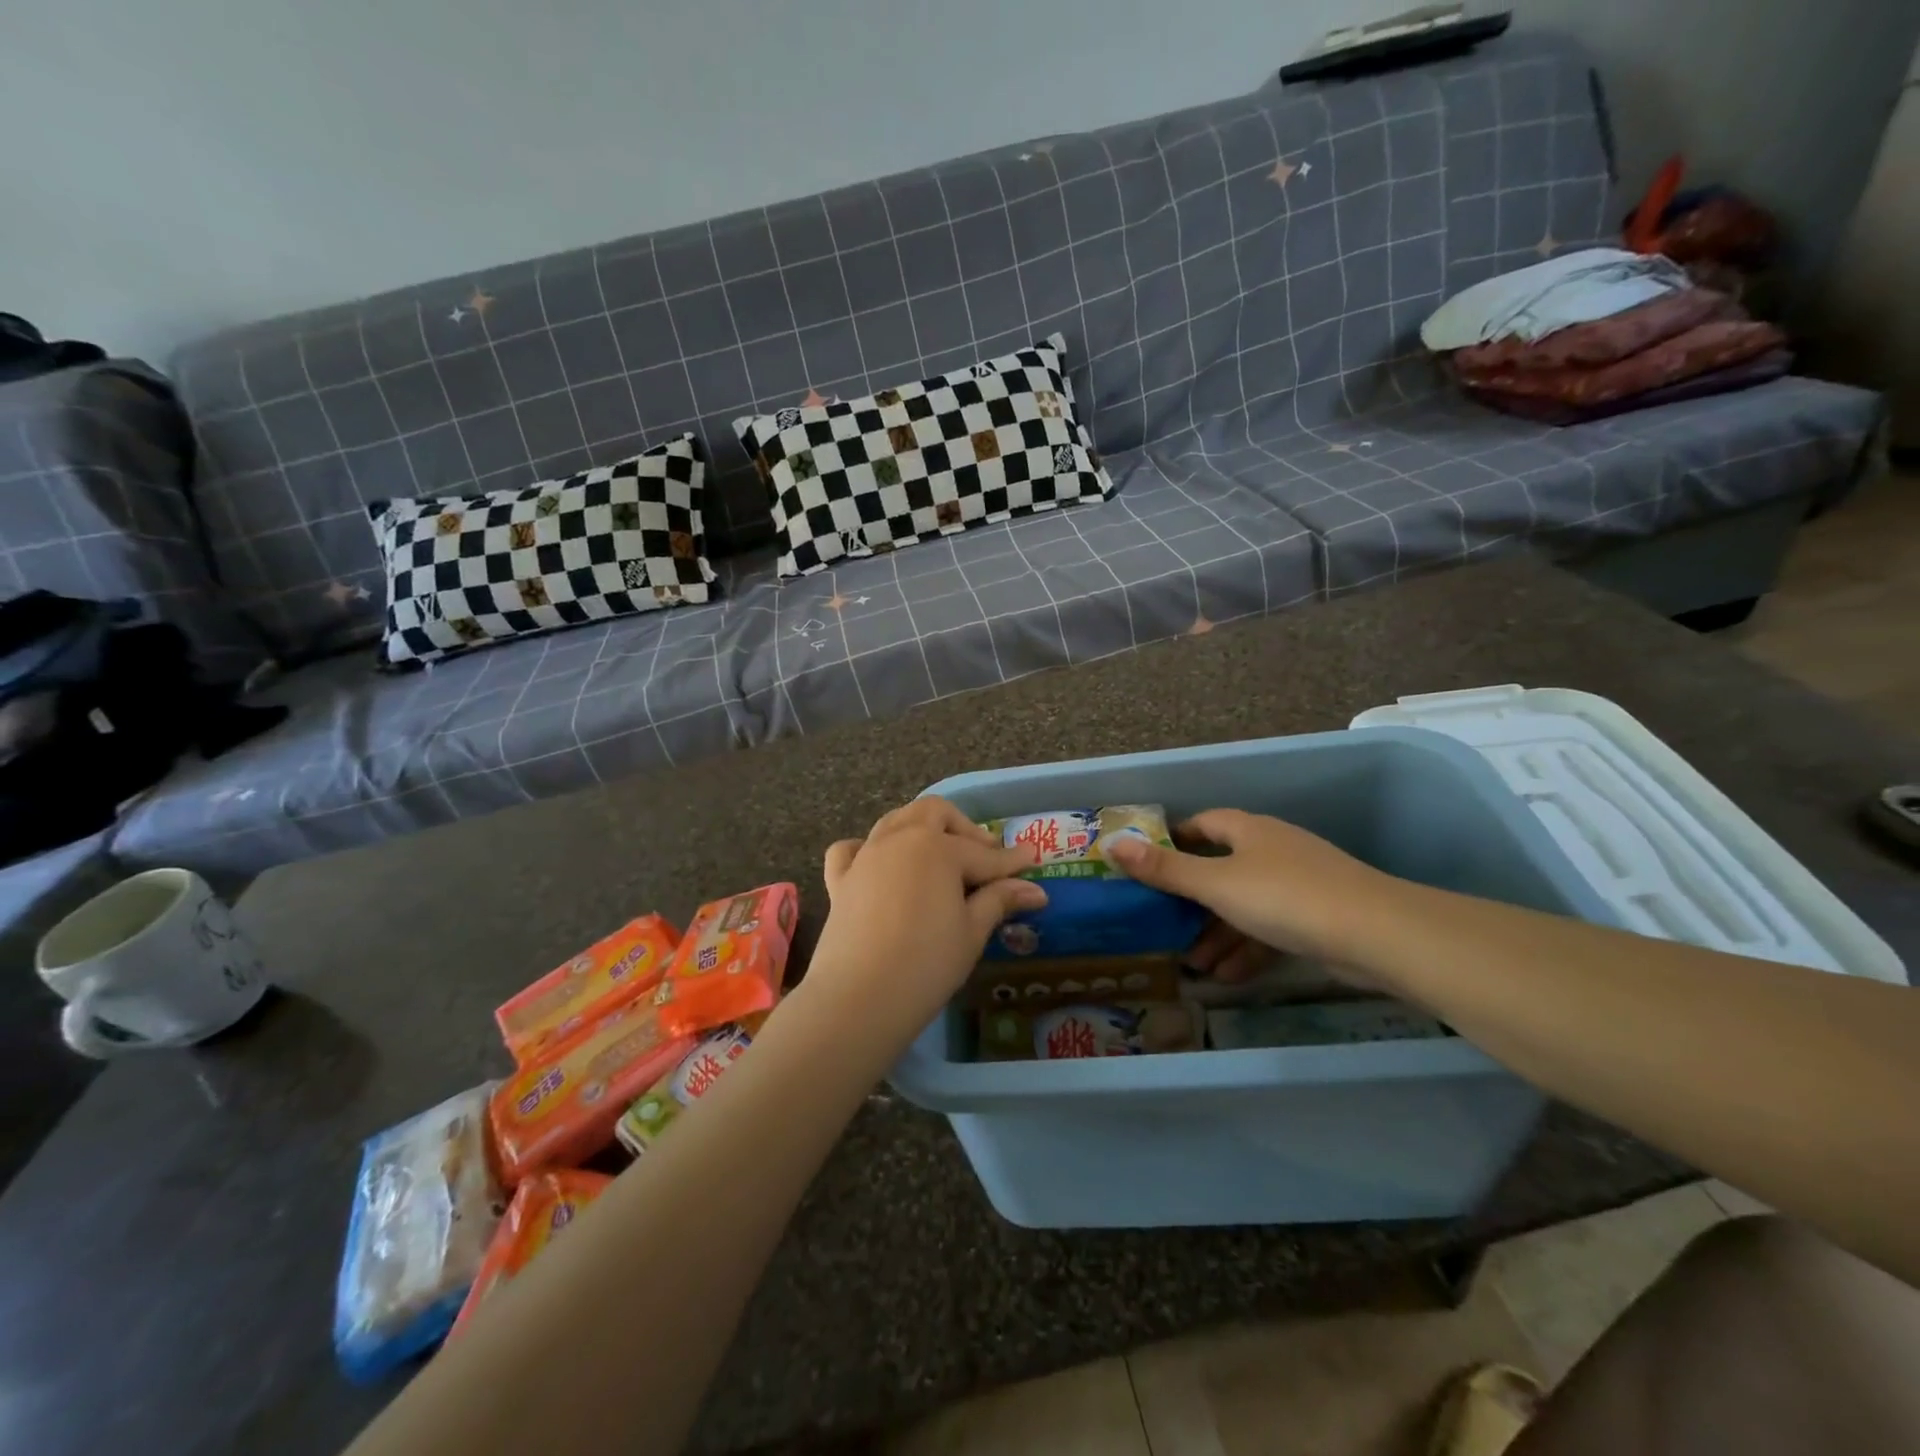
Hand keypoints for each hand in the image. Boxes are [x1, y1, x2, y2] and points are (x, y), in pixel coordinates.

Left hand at [809, 798, 1045, 1037]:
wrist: (859, 997)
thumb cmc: (927, 963)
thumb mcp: (972, 932)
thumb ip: (999, 900)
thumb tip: (1034, 889)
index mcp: (938, 848)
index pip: (984, 854)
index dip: (1011, 860)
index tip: (1032, 859)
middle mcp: (900, 839)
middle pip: (934, 813)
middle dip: (963, 827)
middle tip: (984, 854)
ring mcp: (866, 856)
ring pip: (895, 821)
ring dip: (921, 828)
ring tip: (940, 854)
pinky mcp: (840, 880)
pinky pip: (850, 849)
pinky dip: (866, 848)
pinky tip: (878, 864)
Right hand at [1104, 810, 1398, 964]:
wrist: (1376, 935)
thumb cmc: (1284, 898)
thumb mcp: (1216, 885)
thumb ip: (1165, 870)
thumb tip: (1112, 844)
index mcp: (1249, 831)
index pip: (1203, 825)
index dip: (1174, 841)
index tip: (1148, 865)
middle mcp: (1272, 850)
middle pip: (1221, 869)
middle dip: (1193, 902)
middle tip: (1166, 928)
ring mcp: (1299, 883)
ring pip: (1245, 905)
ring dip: (1218, 933)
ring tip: (1195, 965)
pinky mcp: (1318, 918)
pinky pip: (1271, 929)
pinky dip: (1248, 948)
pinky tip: (1230, 977)